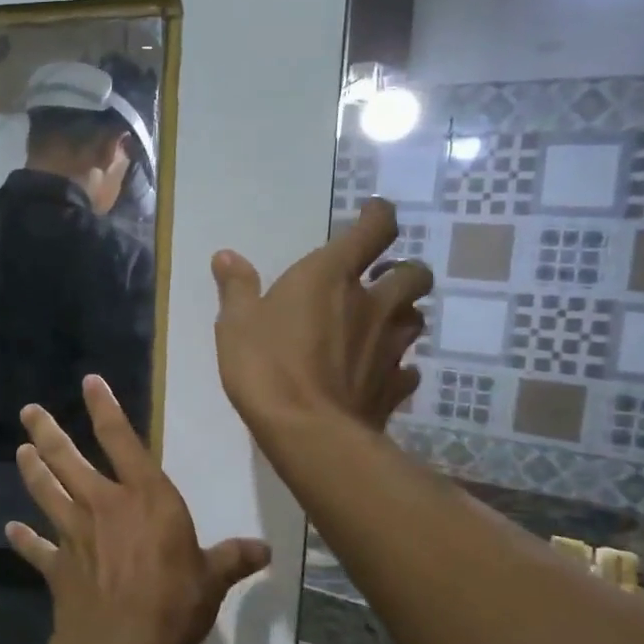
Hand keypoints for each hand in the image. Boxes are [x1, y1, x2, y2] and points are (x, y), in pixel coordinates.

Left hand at [4, 376, 270, 643]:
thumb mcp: (212, 579)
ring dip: (32, 471)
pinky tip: (11, 530)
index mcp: (145, 497)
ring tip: (21, 452)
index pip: (122, 440)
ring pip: (46, 492)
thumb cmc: (174, 602)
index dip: (105, 408)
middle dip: (46, 432)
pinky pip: (36, 549)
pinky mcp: (58, 566)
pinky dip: (24, 539)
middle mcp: (103, 505)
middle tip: (28, 412)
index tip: (89, 382)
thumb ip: (233, 558)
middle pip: (67, 459)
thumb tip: (266, 550)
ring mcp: (75, 534)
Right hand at [210, 198, 431, 432]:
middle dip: (402, 272)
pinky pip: (408, 368)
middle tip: (379, 280)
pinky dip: (398, 366)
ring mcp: (389, 346)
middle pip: (414, 275)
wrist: (306, 431)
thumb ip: (237, 287)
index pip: (375, 230)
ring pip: (416, 319)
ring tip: (379, 324)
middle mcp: (371, 304)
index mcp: (331, 276)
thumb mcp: (236, 323)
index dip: (379, 216)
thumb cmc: (266, 366)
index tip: (374, 213)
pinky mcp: (394, 386)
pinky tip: (381, 373)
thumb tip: (226, 256)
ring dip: (402, 315)